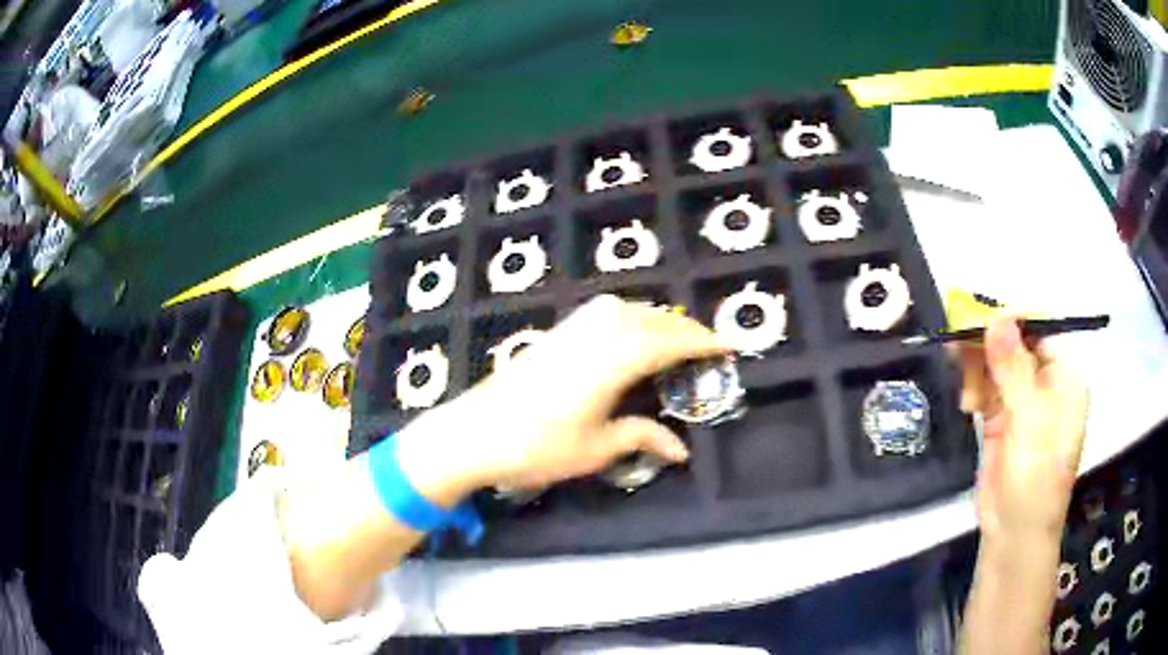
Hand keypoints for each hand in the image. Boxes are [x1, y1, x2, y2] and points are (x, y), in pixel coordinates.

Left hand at [399, 295, 727, 495]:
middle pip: (647, 318)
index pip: (666, 342)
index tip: (726, 345)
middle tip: (705, 344)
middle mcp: (593, 336)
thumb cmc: (535, 447)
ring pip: (624, 308)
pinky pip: (602, 312)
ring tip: (672, 338)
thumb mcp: (595, 449)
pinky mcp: (554, 334)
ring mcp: (570, 331)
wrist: (472, 433)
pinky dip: (628, 315)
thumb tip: (682, 450)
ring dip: (654, 317)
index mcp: (610, 363)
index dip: (699, 341)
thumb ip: (641, 438)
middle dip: (682, 326)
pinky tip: (628, 335)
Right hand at [953, 315, 1088, 539]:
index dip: (1010, 321)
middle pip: (1014, 345)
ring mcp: (1022, 403)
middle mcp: (1045, 383)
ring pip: (996, 366)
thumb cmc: (1035, 476)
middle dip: (988, 343)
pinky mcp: (1001, 421)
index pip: (1039, 330)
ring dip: (977, 366)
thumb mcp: (1029, 420)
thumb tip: (997, 317)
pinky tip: (964, 399)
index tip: (976, 319)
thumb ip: (1013, 368)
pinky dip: (973, 388)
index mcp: (1064, 377)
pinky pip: (986, 390)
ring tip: (959, 377)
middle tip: (956, 344)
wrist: (1014, 534)